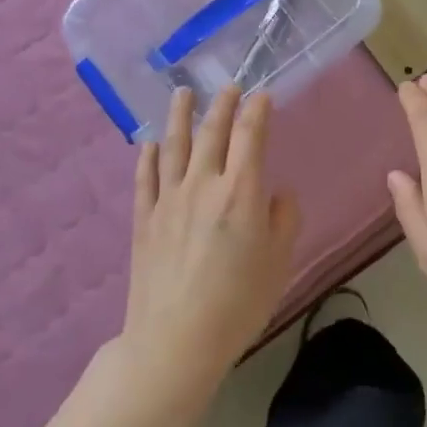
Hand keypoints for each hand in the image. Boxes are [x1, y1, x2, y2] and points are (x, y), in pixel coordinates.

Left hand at [125, 86, 300, 388]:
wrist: (175, 340)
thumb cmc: (238, 304)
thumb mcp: (278, 263)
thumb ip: (283, 220)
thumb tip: (278, 193)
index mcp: (241, 193)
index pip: (250, 136)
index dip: (257, 111)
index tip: (263, 95)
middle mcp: (203, 184)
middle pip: (212, 133)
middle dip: (222, 104)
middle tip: (229, 86)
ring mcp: (168, 199)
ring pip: (174, 146)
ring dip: (180, 116)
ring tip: (183, 92)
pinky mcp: (144, 219)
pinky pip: (146, 177)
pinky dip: (149, 156)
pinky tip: (151, 143)